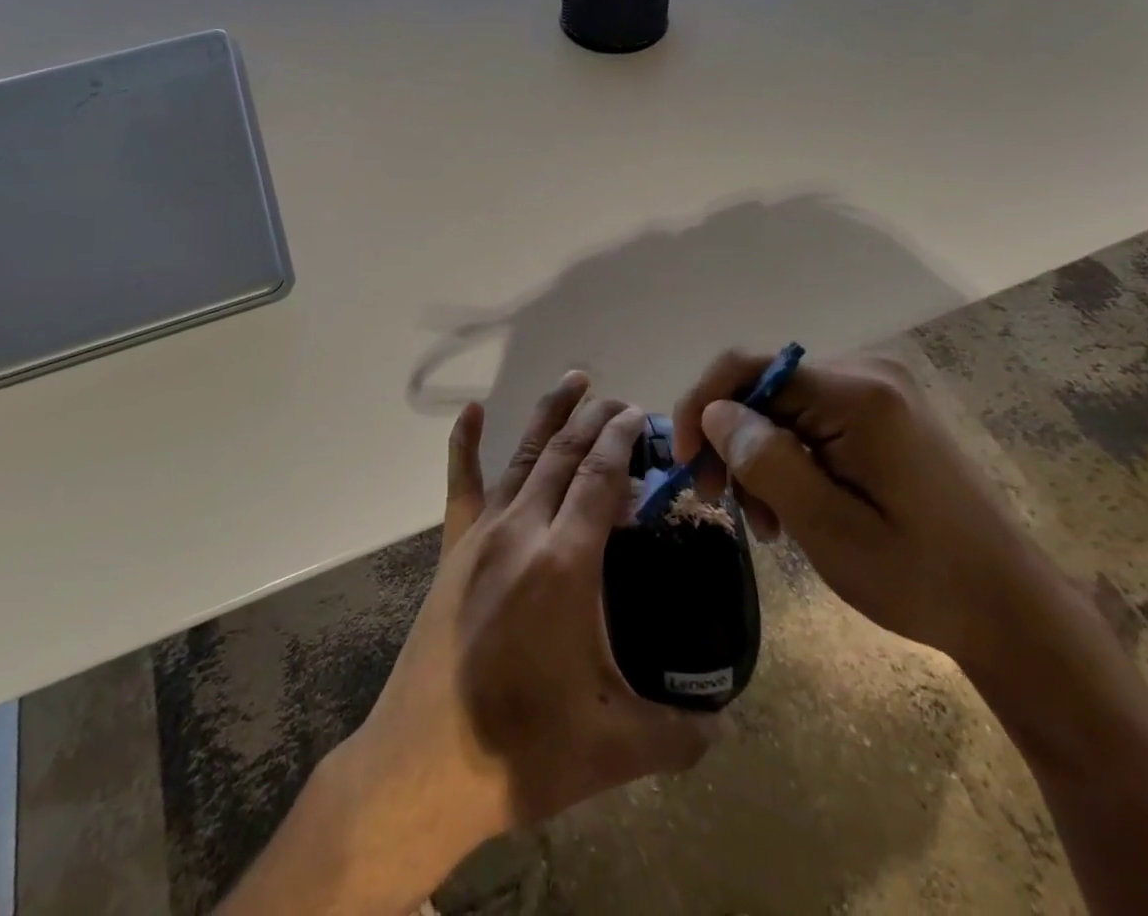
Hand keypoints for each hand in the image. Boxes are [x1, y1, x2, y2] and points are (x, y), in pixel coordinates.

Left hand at [332, 373, 715, 895]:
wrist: (422, 766)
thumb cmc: (521, 750)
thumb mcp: (615, 748)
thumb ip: (680, 734)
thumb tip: (726, 724)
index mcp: (565, 562)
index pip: (601, 477)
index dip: (623, 440)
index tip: (641, 415)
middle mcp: (523, 530)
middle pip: (565, 454)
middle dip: (596, 420)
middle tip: (621, 401)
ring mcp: (483, 534)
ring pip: (523, 455)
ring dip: (551, 415)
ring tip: (574, 381)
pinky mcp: (454, 548)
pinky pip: (461, 483)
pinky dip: (466, 442)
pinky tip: (472, 412)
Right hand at [672, 350, 1056, 677]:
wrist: (1012, 610)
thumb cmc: (922, 579)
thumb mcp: (831, 531)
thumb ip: (767, 463)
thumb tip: (714, 413)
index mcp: (858, 394)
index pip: (748, 366)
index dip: (701, 405)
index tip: (683, 462)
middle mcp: (866, 373)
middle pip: (763, 386)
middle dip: (730, 441)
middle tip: (720, 503)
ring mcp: (878, 389)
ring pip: (781, 405)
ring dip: (758, 456)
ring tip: (765, 524)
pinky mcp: (883, 410)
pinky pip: (810, 418)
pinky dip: (788, 457)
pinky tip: (792, 505)